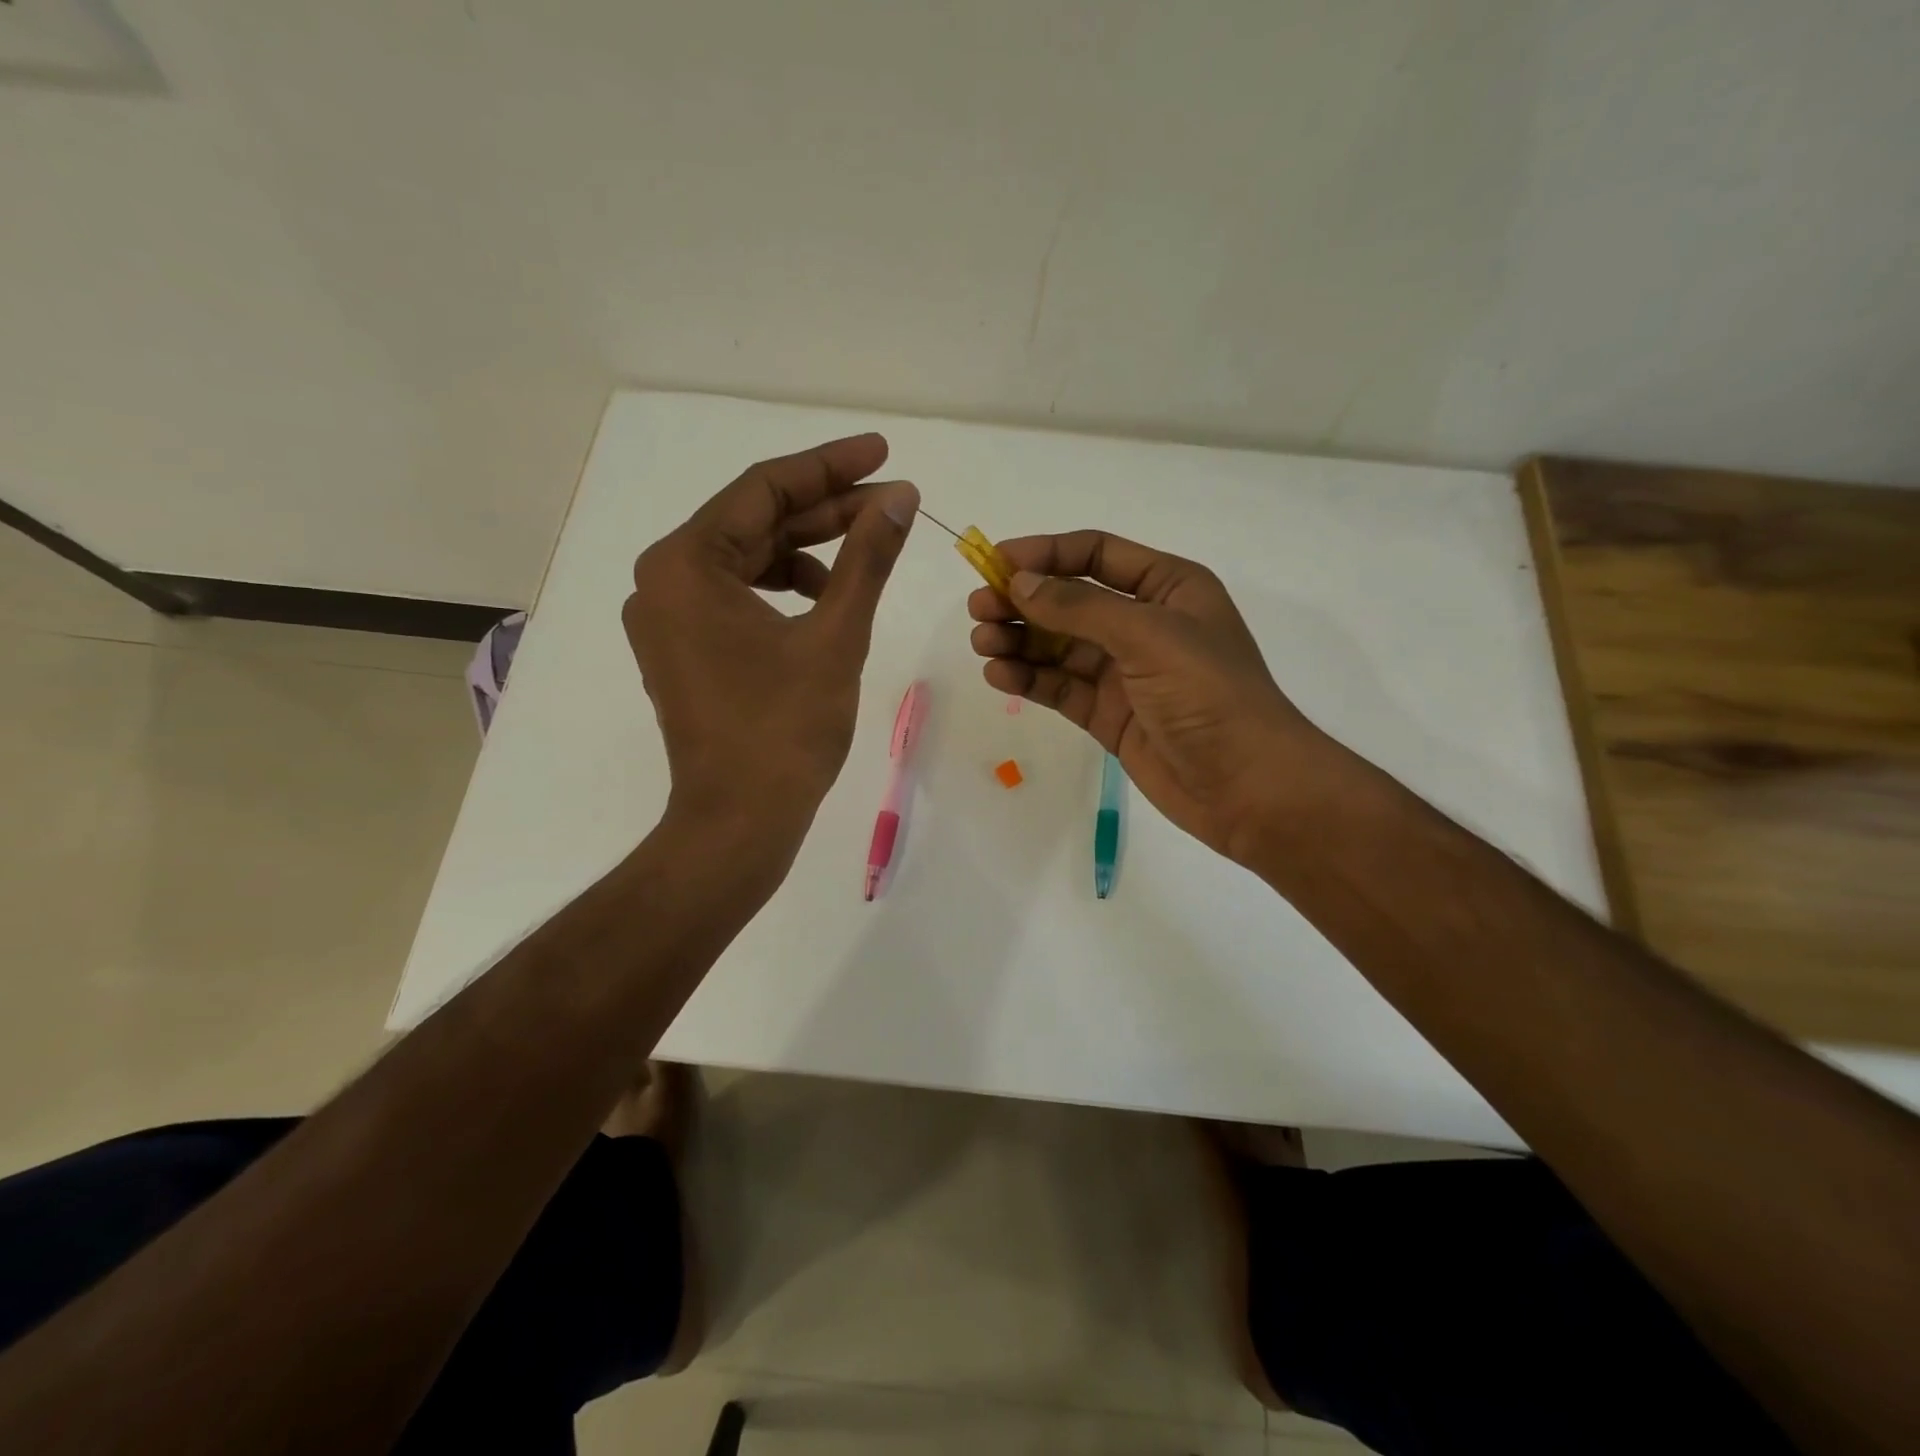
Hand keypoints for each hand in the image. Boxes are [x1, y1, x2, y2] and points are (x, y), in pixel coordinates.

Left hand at [624, 434, 917, 849]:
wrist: (739, 822)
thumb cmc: (786, 729)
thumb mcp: (836, 635)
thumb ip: (867, 558)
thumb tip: (899, 498)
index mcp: (686, 563)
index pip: (763, 490)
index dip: (830, 466)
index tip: (882, 453)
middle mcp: (663, 580)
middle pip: (754, 523)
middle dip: (825, 510)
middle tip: (890, 502)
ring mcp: (667, 617)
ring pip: (747, 560)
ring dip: (806, 551)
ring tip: (865, 554)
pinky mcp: (682, 648)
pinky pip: (735, 596)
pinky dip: (781, 589)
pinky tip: (824, 598)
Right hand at [967, 531, 1340, 861]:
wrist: (1247, 786)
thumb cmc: (1209, 694)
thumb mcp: (1148, 635)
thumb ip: (1080, 607)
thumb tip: (1019, 583)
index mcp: (1167, 588)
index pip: (1096, 554)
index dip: (1045, 554)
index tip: (995, 563)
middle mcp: (1143, 624)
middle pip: (1070, 601)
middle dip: (1023, 602)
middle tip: (978, 610)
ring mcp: (1124, 672)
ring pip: (1059, 646)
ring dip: (1020, 641)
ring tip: (982, 644)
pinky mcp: (1109, 714)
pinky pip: (1061, 687)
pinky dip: (1030, 679)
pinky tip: (999, 675)